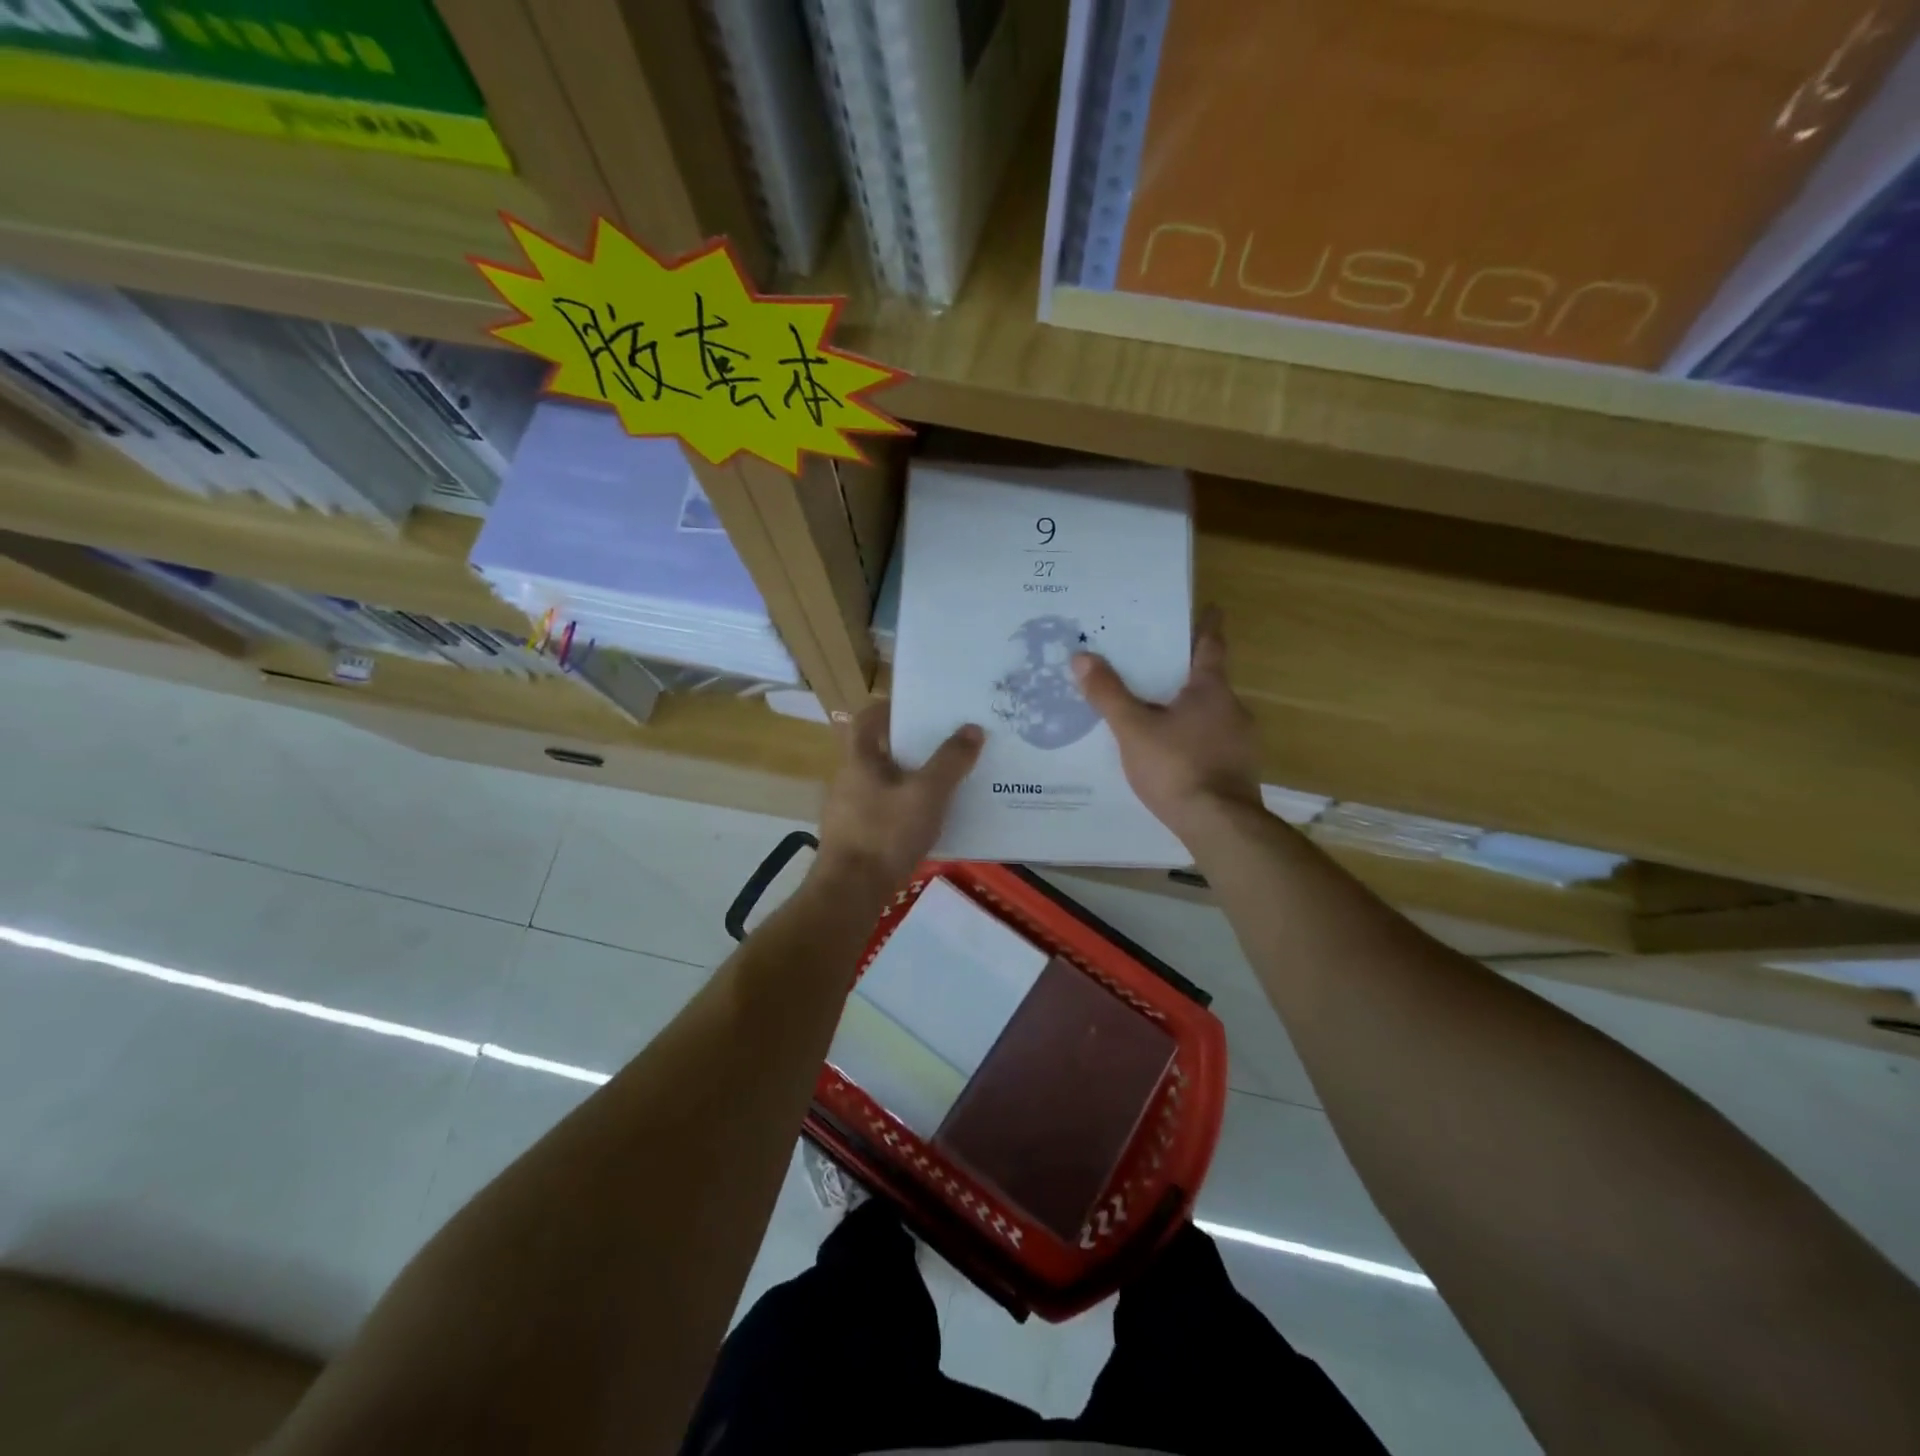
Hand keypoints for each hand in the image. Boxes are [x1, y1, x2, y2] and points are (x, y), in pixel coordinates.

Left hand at [814, 703, 983, 895]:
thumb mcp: (927, 794)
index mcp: (859, 759)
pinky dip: (904, 809)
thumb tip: (972, 728)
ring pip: (882, 783)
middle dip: (911, 746)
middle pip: (879, 751)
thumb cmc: (886, 833)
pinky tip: (929, 822)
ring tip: (946, 782)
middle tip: (946, 744)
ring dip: (910, 779)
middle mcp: (848, 779)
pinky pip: (883, 811)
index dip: (891, 708)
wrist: (849, 893)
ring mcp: (848, 811)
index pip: (868, 719)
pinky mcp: (854, 838)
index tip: (920, 708)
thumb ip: (951, 761)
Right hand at [1073, 606, 1261, 840]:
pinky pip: (1212, 743)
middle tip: (1159, 666)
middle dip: (1187, 673)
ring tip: (1158, 713)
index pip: (1211, 646)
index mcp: (1211, 690)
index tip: (1210, 607)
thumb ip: (1108, 694)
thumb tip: (1081, 656)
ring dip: (1189, 709)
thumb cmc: (1177, 767)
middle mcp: (1233, 709)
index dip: (1207, 626)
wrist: (1220, 825)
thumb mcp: (1134, 729)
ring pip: (1211, 715)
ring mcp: (1241, 742)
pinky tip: (1172, 754)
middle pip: (1210, 681)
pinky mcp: (1238, 771)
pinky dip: (1193, 739)